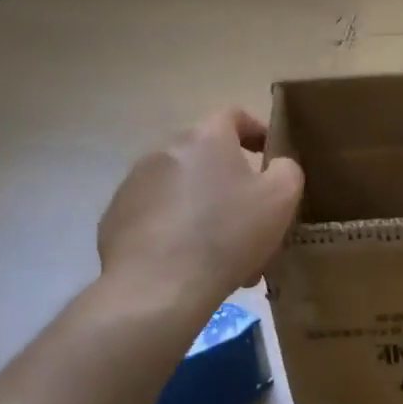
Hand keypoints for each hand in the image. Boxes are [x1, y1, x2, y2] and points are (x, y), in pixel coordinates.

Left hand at [96, 109, 303, 309]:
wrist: (156, 289)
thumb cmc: (226, 235)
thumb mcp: (281, 199)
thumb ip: (287, 170)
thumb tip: (278, 165)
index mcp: (205, 138)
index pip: (233, 115)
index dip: (256, 130)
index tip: (271, 156)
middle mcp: (164, 150)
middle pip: (207, 156)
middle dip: (232, 181)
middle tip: (252, 216)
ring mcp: (134, 184)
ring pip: (182, 189)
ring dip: (205, 208)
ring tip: (224, 250)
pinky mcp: (115, 219)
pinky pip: (157, 216)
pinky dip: (176, 230)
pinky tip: (191, 264)